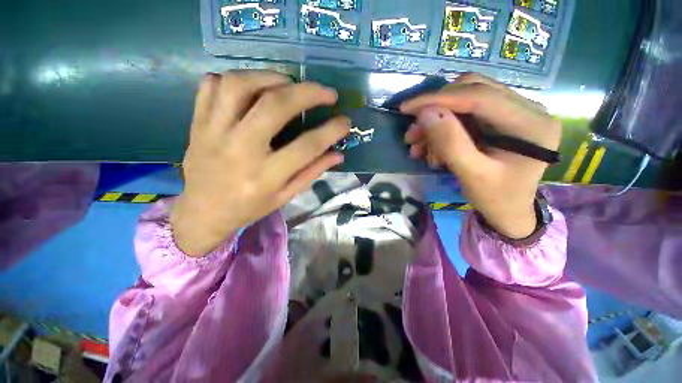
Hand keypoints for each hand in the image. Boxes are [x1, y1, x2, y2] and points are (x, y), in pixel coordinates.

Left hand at [170, 71, 349, 256]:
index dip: (331, 131)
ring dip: (271, 77)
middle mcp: (240, 149)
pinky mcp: (198, 123)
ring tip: (289, 84)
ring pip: (240, 85)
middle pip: (275, 106)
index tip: (345, 121)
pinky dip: (235, 79)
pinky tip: (252, 88)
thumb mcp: (285, 197)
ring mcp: (213, 132)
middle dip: (308, 92)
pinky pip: (211, 86)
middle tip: (326, 93)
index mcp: (265, 175)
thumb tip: (337, 155)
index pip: (307, 146)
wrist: (202, 211)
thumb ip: (311, 173)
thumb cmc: (249, 207)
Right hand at [401, 74, 560, 238]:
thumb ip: (450, 143)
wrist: (510, 211)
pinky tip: (429, 146)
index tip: (406, 108)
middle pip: (472, 91)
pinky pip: (466, 114)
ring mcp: (515, 111)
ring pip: (466, 101)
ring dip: (436, 121)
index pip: (480, 96)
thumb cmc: (496, 198)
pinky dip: (443, 128)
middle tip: (412, 134)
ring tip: (416, 145)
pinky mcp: (502, 118)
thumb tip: (425, 113)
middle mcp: (528, 109)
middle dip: (435, 110)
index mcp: (531, 124)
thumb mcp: (472, 175)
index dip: (439, 99)